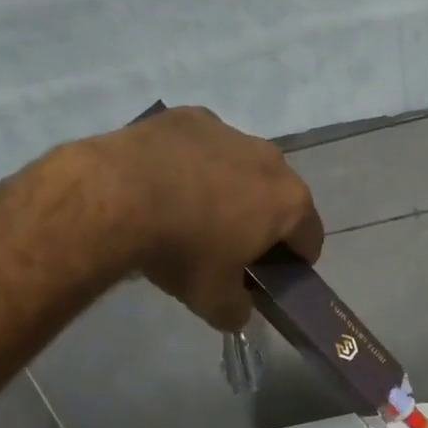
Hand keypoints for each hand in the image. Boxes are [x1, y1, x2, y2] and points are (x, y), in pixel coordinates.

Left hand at [96, 106, 323, 330]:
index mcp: (289, 203)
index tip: (271, 274)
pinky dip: (193, 162)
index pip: (310, 237)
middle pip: (278, 196)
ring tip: (191, 210)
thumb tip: (240, 310)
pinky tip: (163, 181)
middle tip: (230, 245)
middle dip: (262, 219)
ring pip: (241, 165)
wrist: (117, 195)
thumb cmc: (181, 249)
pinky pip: (203, 145)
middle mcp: (271, 160)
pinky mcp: (191, 117)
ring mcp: (231, 132)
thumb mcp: (212, 299)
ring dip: (229, 187)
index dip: (296, 261)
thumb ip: (237, 309)